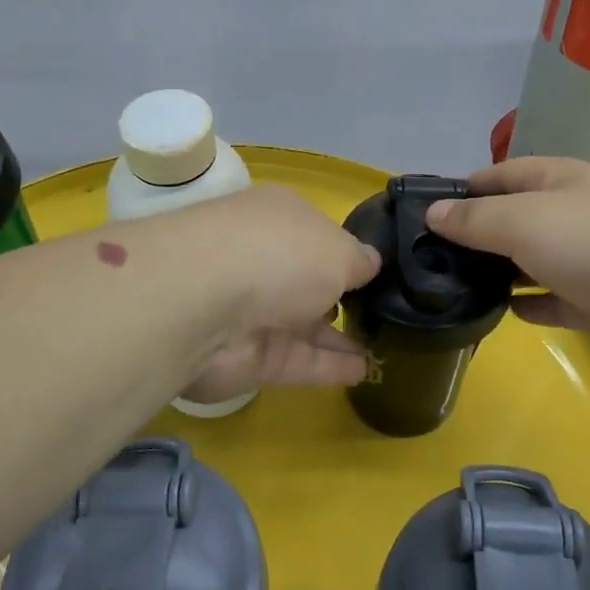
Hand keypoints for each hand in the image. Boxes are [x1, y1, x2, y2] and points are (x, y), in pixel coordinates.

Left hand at [160, 186, 380, 400]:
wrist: (203, 304)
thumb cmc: (278, 254)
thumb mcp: (338, 248)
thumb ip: (358, 260)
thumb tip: (371, 264)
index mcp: (278, 218)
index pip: (316, 234)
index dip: (345, 252)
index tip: (379, 272)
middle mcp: (262, 259)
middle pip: (307, 280)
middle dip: (340, 295)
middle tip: (386, 314)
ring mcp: (253, 311)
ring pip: (304, 324)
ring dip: (340, 336)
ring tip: (385, 346)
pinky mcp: (249, 358)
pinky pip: (299, 360)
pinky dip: (330, 366)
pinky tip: (366, 371)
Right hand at [425, 156, 589, 372]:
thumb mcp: (522, 220)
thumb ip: (474, 219)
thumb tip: (432, 213)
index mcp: (557, 180)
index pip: (498, 175)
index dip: (462, 191)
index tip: (423, 215)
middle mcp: (571, 213)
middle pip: (513, 219)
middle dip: (476, 235)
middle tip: (427, 259)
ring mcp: (587, 259)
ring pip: (530, 261)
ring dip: (498, 272)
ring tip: (452, 288)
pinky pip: (551, 300)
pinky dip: (528, 305)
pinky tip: (500, 313)